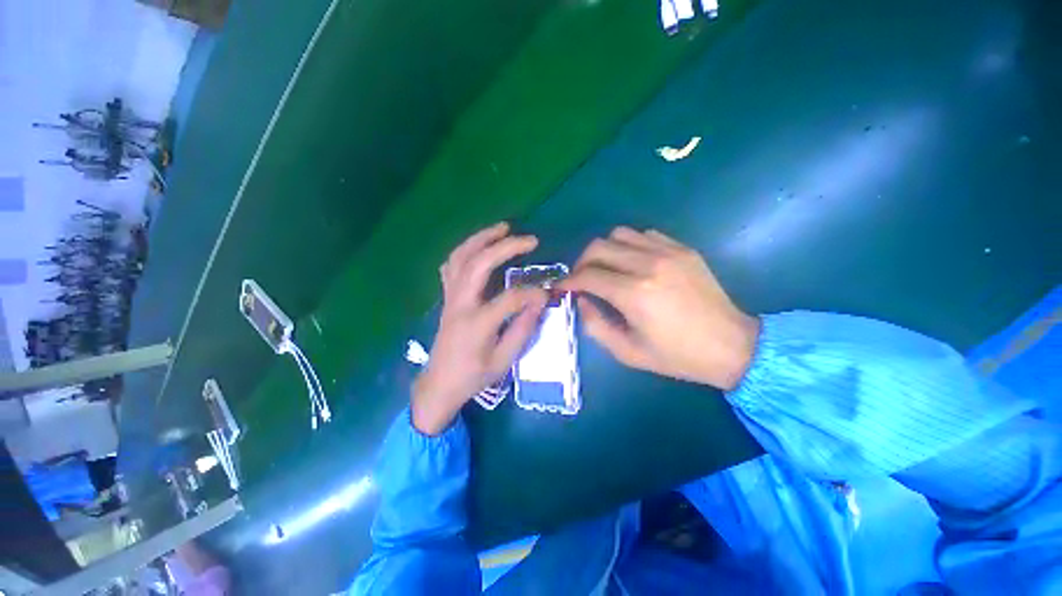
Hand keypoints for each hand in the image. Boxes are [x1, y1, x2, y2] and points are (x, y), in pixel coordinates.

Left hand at [413, 223, 547, 434]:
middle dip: (505, 247)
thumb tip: (539, 302)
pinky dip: (465, 251)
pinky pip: (451, 266)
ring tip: (502, 228)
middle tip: (529, 239)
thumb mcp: (503, 361)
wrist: (440, 384)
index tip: (547, 293)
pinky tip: (478, 247)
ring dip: (480, 239)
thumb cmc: (473, 376)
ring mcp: (450, 298)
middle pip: (478, 264)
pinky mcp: (447, 297)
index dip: (532, 293)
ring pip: (460, 258)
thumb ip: (523, 329)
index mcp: (477, 324)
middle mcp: (460, 304)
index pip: (510, 298)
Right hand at [559, 227, 758, 390]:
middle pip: (598, 247)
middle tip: (581, 279)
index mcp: (634, 294)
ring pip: (619, 234)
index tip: (562, 288)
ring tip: (606, 269)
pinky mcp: (683, 249)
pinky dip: (629, 246)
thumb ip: (595, 325)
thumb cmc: (676, 355)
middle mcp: (648, 265)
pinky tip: (633, 263)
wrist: (730, 345)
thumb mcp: (627, 351)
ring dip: (604, 251)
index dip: (568, 281)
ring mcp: (668, 252)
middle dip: (581, 263)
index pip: (587, 276)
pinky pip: (644, 235)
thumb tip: (581, 300)